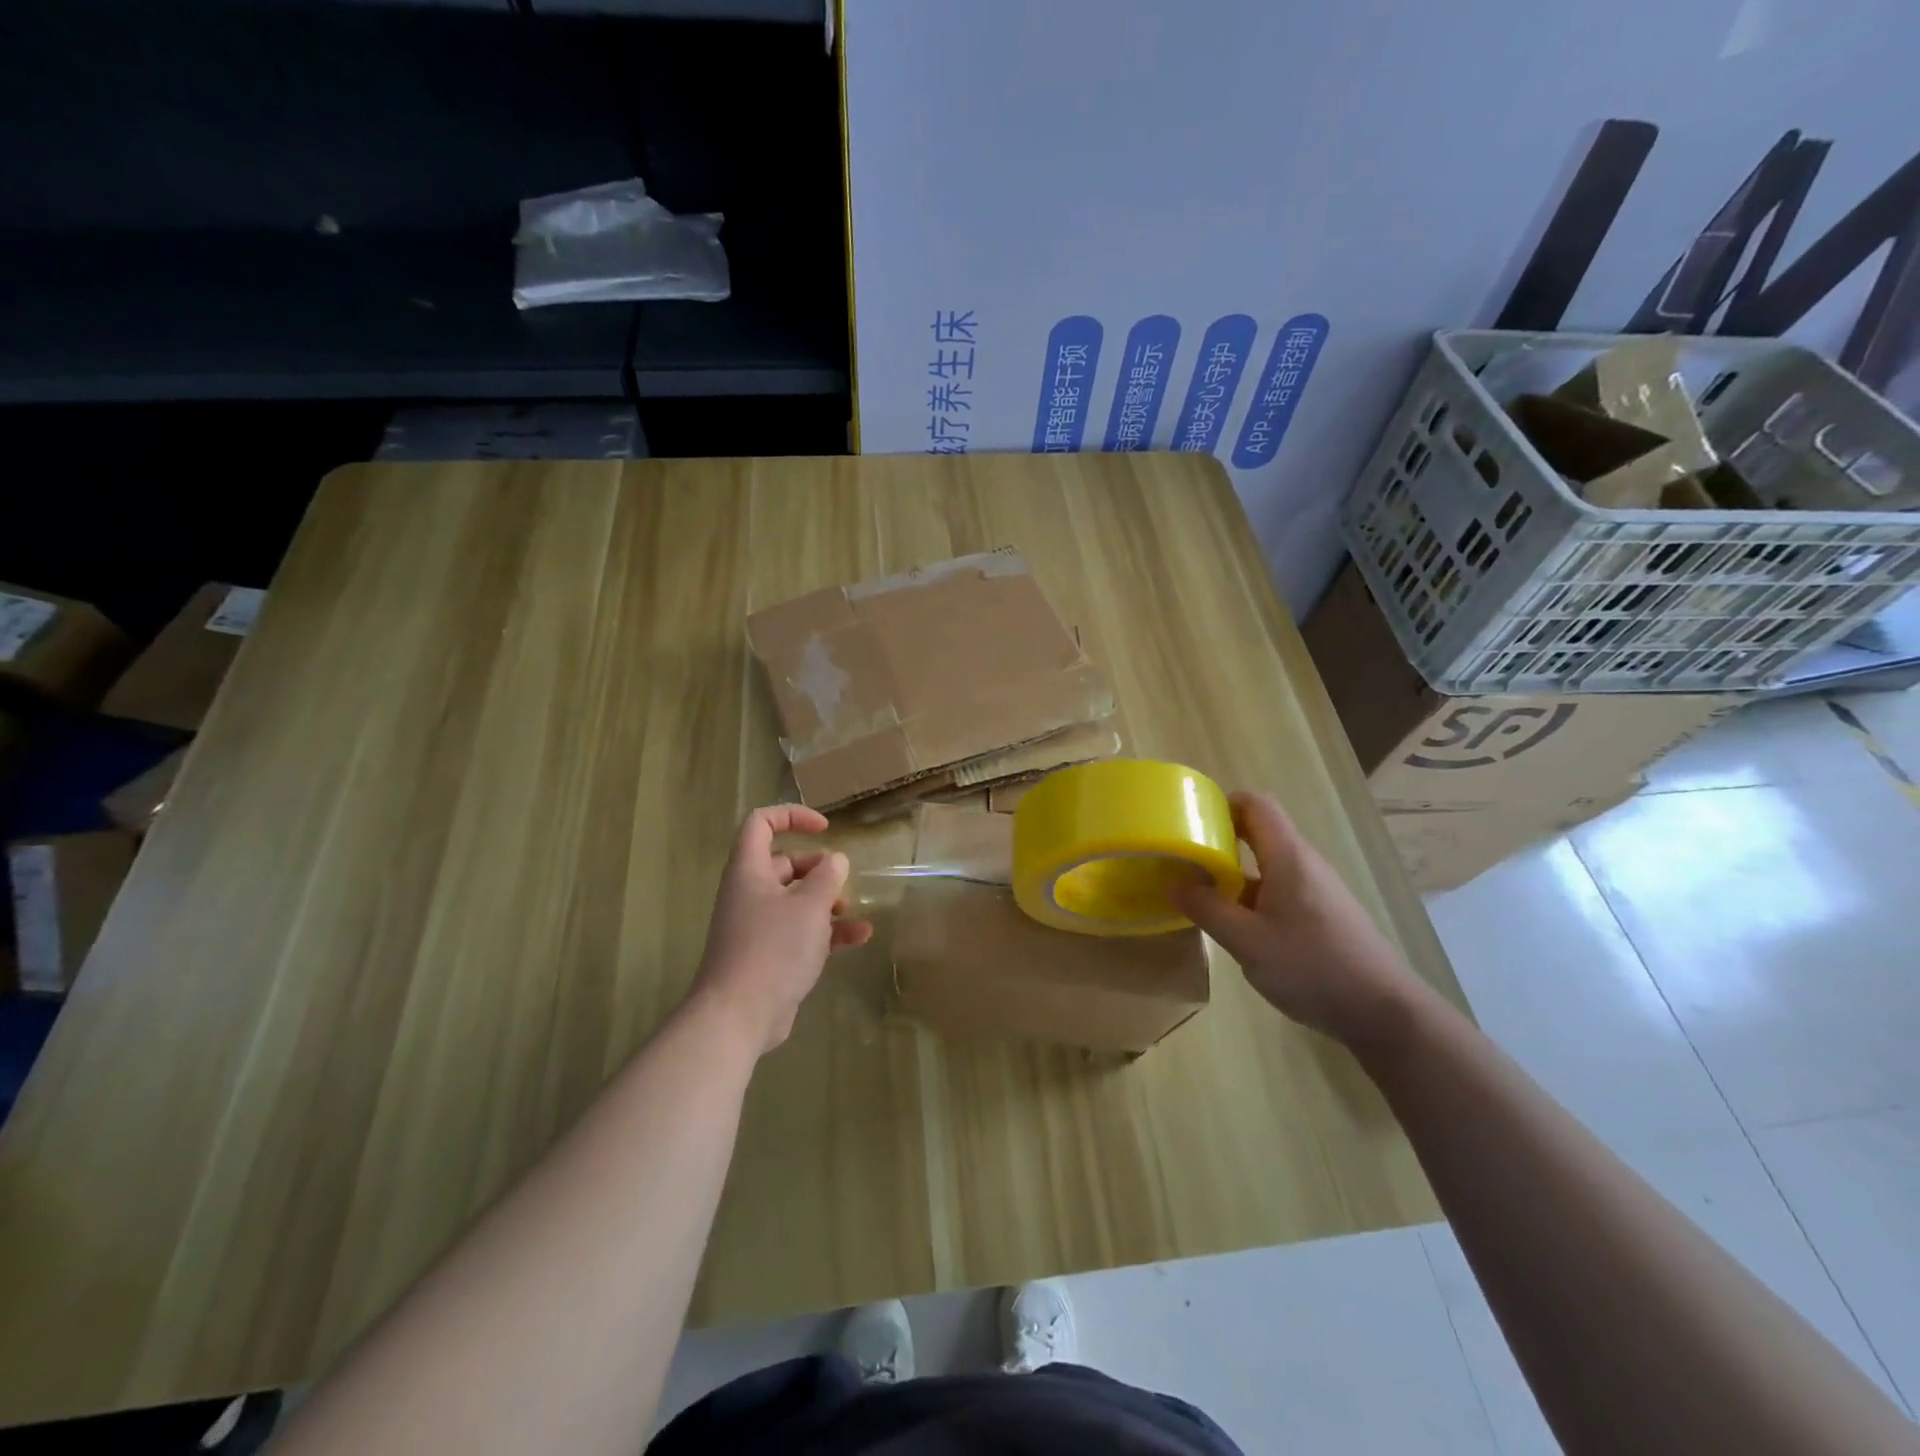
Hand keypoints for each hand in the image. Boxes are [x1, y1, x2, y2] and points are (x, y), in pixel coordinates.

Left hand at [691, 805, 873, 1055]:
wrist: (739, 1016)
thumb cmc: (772, 948)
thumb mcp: (809, 906)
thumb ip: (827, 877)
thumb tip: (836, 860)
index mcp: (750, 871)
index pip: (761, 824)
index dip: (792, 817)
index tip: (825, 829)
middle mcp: (751, 893)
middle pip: (785, 864)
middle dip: (818, 868)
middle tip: (841, 880)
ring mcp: (759, 926)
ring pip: (796, 900)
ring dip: (826, 901)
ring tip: (851, 911)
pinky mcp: (770, 955)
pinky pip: (802, 932)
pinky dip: (828, 931)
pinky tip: (860, 938)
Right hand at [1169, 791, 1428, 1049]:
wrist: (1383, 1012)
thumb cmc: (1312, 967)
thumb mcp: (1247, 941)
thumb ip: (1207, 909)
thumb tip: (1173, 883)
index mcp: (1288, 857)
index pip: (1256, 804)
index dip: (1222, 803)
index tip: (1191, 823)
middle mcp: (1304, 864)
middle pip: (1260, 831)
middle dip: (1220, 838)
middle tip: (1185, 858)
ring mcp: (1316, 889)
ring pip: (1268, 863)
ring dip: (1233, 870)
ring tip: (1200, 892)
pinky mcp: (1321, 914)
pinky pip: (1279, 888)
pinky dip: (1251, 894)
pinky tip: (1236, 925)